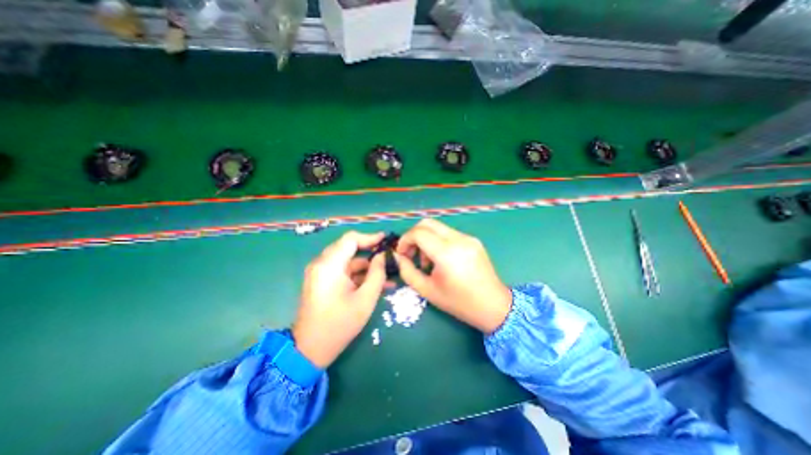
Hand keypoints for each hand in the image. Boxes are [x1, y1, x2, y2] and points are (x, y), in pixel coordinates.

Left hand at [293, 232, 386, 369]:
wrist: (310, 350)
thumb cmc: (339, 325)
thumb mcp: (365, 299)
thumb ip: (377, 273)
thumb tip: (383, 256)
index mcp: (329, 265)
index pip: (350, 239)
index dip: (370, 237)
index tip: (386, 240)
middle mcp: (322, 264)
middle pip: (349, 248)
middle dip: (370, 251)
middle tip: (389, 255)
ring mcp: (321, 273)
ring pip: (348, 261)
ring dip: (367, 266)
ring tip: (388, 273)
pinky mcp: (322, 281)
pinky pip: (343, 272)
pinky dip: (358, 275)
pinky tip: (376, 283)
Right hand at [396, 219, 511, 334]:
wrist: (493, 306)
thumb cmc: (459, 302)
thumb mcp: (427, 290)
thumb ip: (407, 271)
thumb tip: (397, 257)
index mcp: (447, 253)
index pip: (418, 233)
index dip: (405, 240)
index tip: (401, 254)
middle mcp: (458, 239)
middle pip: (428, 223)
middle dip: (414, 235)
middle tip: (411, 253)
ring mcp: (468, 237)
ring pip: (438, 227)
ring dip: (426, 239)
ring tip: (427, 261)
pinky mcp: (473, 240)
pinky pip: (449, 233)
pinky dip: (438, 241)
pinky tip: (441, 259)